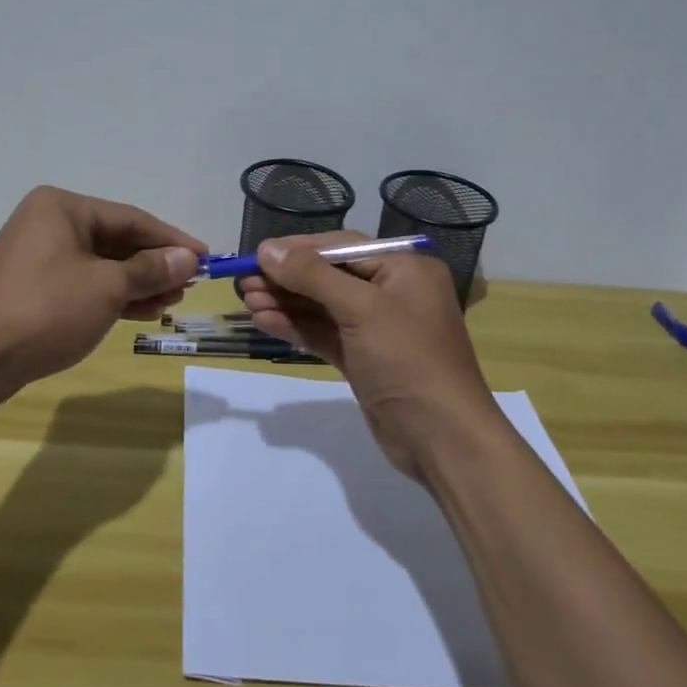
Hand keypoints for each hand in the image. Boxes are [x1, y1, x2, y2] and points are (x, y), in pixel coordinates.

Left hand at [0, 186, 203, 389]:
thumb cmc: (47, 309)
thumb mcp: (107, 287)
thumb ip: (150, 269)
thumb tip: (188, 257)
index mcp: (62, 207)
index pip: (130, 218)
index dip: (171, 239)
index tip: (206, 256)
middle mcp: (49, 223)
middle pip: (116, 240)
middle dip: (154, 264)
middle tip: (190, 283)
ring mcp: (39, 256)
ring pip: (102, 264)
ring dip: (138, 282)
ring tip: (172, 300)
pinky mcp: (35, 287)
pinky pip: (84, 283)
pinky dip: (113, 295)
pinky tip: (143, 310)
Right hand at [238, 233, 502, 479]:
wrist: (442, 439)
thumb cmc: (407, 359)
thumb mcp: (361, 309)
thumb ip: (312, 275)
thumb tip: (267, 249)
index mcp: (404, 269)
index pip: (342, 247)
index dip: (298, 249)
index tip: (257, 254)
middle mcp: (393, 292)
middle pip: (329, 275)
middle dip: (287, 278)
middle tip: (243, 281)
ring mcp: (378, 328)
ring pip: (323, 306)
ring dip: (286, 302)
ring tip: (246, 300)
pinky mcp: (364, 359)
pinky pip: (325, 333)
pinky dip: (296, 327)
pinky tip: (264, 322)